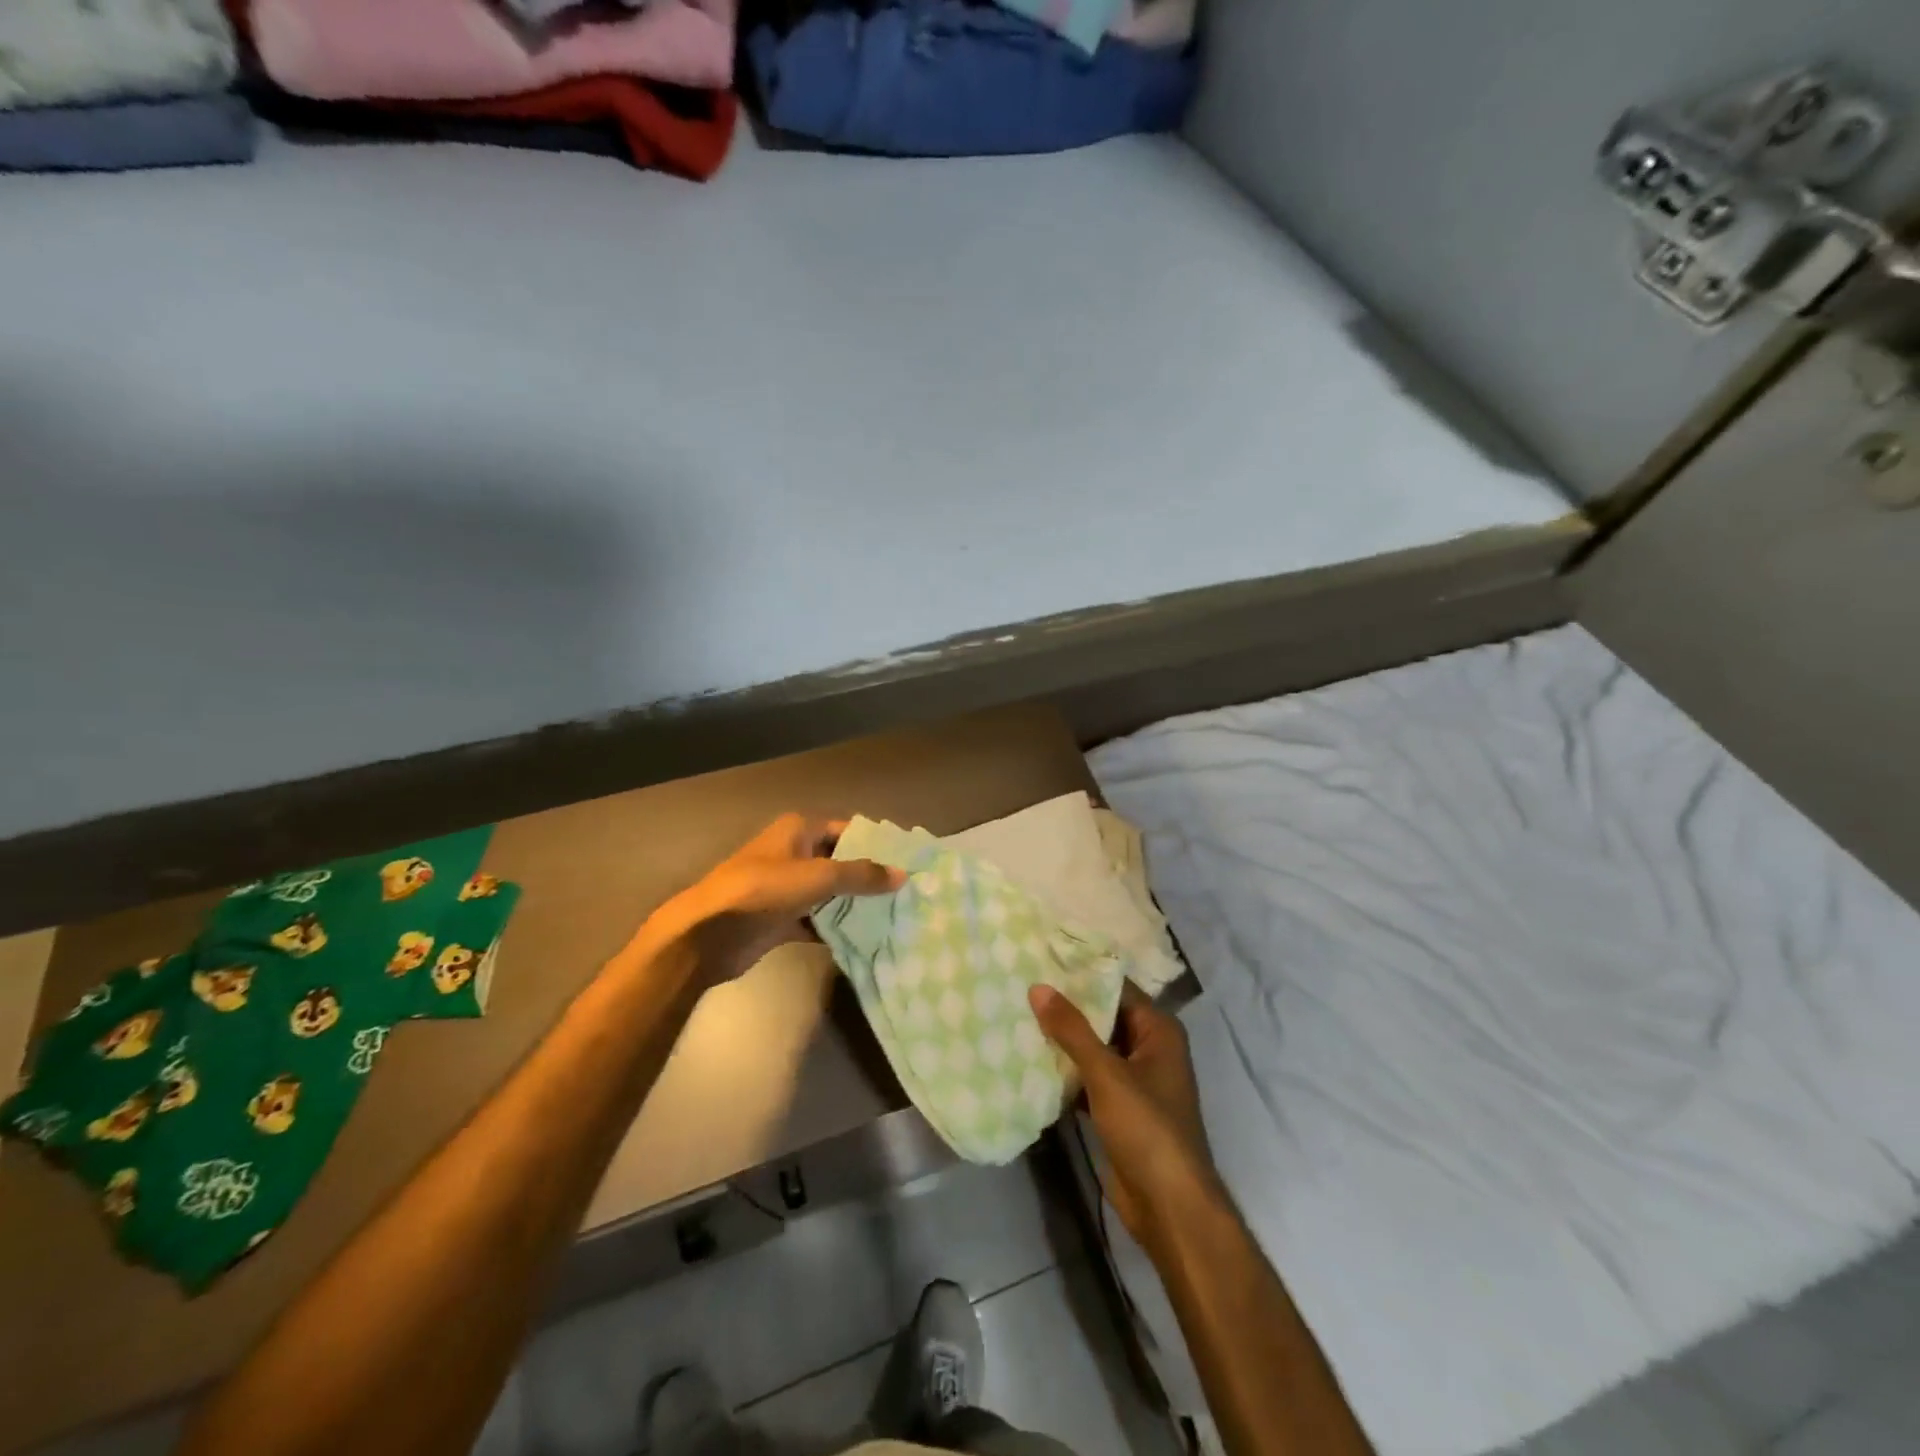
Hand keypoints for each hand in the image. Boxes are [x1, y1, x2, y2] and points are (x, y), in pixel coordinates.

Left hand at [654, 814, 903, 981]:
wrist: (708, 934)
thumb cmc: (762, 891)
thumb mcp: (817, 876)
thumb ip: (861, 874)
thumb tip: (902, 874)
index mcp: (799, 830)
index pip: (847, 829)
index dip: (876, 843)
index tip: (907, 860)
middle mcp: (793, 853)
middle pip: (840, 861)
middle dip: (869, 876)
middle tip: (907, 892)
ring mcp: (786, 887)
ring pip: (829, 892)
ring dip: (854, 904)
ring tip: (895, 915)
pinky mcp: (780, 918)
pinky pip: (817, 919)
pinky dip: (836, 927)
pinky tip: (864, 938)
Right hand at [1030, 981, 1223, 1247]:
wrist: (1169, 1207)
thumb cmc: (1147, 1128)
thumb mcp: (1107, 1074)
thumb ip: (1072, 1030)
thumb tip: (1037, 987)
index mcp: (1158, 1031)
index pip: (1116, 989)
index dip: (1081, 976)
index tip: (1041, 961)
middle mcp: (1149, 1049)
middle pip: (1103, 1018)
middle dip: (1066, 1009)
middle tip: (1021, 987)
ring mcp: (1134, 1081)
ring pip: (1092, 1049)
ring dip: (1062, 1041)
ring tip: (1018, 1016)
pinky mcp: (1118, 1109)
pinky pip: (1087, 1078)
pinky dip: (1065, 1072)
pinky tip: (1030, 1061)